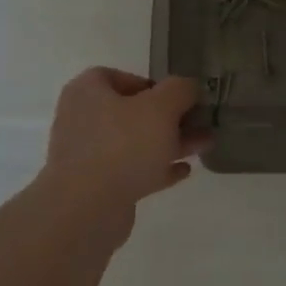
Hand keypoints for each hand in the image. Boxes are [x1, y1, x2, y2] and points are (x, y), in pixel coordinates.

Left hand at [38, 68, 208, 239]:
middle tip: (200, 125)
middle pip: (132, 112)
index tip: (178, 99)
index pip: (119, 77)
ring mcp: (87, 155)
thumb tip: (189, 87)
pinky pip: (131, 170)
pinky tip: (183, 171)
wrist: (87, 208)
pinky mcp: (96, 186)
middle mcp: (82, 119)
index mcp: (87, 91)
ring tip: (202, 147)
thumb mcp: (161, 107)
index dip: (152, 85)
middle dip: (170, 118)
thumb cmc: (123, 145)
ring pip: (134, 143)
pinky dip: (156, 169)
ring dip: (169, 143)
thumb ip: (180, 90)